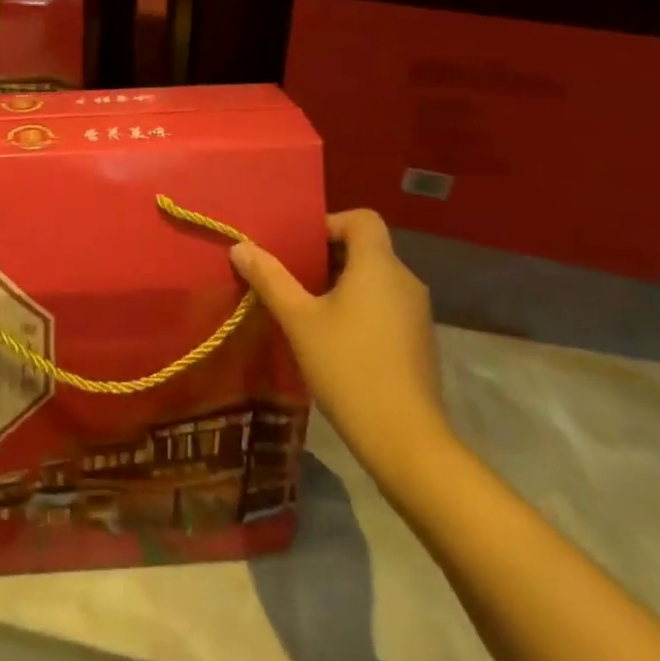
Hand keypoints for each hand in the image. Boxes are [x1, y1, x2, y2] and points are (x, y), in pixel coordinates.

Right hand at [231, 208, 450, 484]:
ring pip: (374, 279)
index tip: (299, 247)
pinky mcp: (418, 341)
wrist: (405, 441)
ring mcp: (416, 313)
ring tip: (306, 309)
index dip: (329, 223)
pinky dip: (359, 308)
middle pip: (366, 248)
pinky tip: (333, 339)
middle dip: (326, 256)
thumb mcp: (299, 320)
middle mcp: (405, 280)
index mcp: (379, 265)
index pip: (362, 218)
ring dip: (340, 284)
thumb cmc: (348, 368)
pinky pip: (384, 305)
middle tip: (291, 277)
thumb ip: (270, 279)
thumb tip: (241, 247)